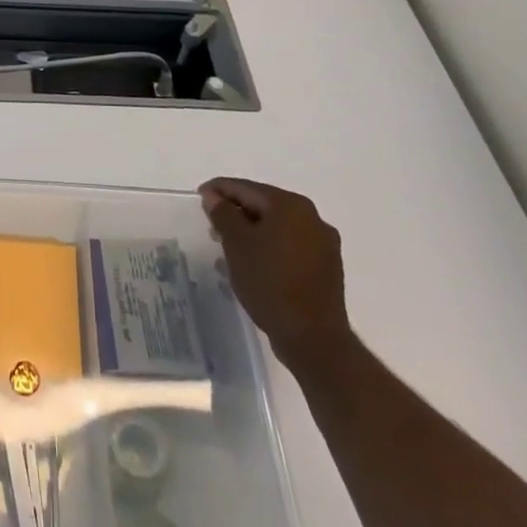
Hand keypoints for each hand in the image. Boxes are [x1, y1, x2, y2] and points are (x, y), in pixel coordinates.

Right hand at [200, 178, 352, 375]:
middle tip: (212, 225)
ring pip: (278, 227)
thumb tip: (214, 197)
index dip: (220, 190)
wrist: (313, 338)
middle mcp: (312, 217)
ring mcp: (323, 244)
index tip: (200, 196)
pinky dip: (270, 248)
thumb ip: (223, 214)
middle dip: (237, 212)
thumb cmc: (269, 283)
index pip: (247, 188)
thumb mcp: (237, 244)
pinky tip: (255, 264)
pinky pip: (291, 247)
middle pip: (265, 205)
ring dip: (253, 232)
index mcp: (290, 205)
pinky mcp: (327, 268)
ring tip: (230, 247)